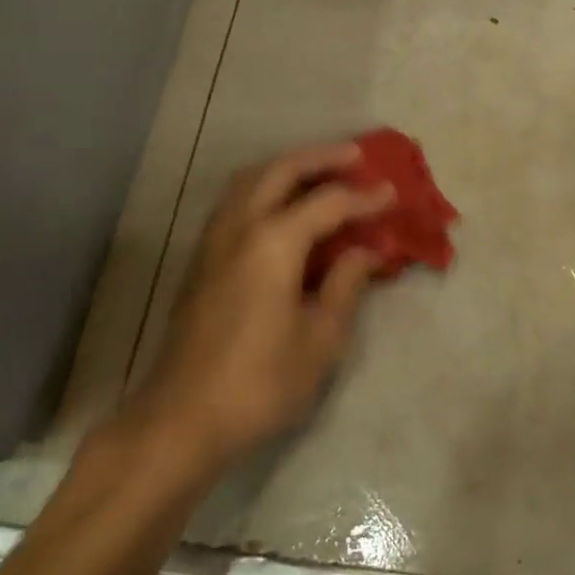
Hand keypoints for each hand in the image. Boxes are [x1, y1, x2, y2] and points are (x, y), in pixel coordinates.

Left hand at [124, 143, 392, 468]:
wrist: (181, 419)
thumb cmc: (260, 382)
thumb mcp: (320, 338)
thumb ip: (346, 284)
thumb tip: (367, 251)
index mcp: (274, 242)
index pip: (328, 203)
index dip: (364, 198)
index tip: (392, 193)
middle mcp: (240, 227)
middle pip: (281, 171)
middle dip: (321, 157)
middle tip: (356, 155)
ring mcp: (214, 240)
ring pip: (250, 179)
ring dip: (287, 167)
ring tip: (319, 172)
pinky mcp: (201, 258)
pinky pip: (235, 201)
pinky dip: (264, 187)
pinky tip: (281, 207)